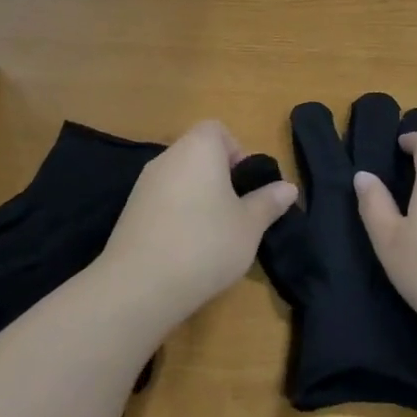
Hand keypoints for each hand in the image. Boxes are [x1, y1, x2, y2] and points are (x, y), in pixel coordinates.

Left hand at [97, 121, 296, 322]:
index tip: (245, 185)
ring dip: (197, 198)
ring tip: (213, 235)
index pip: (216, 130)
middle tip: (235, 213)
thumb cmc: (206, 244)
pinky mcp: (129, 213)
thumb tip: (287, 188)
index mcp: (198, 149)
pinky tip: (186, 249)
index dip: (236, 151)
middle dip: (219, 178)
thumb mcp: (250, 225)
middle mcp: (167, 158)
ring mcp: (143, 185)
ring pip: (179, 180)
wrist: (140, 286)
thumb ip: (268, 202)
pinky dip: (176, 216)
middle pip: (197, 154)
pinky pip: (162, 202)